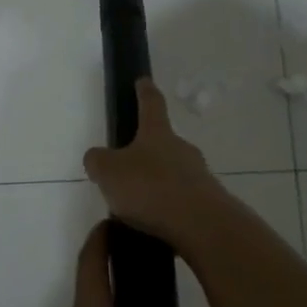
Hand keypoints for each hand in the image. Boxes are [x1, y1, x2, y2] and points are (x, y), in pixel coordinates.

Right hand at [82, 79, 227, 252]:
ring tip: (137, 206)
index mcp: (157, 134)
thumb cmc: (150, 188)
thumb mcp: (108, 172)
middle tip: (128, 168)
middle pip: (163, 142)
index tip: (143, 80)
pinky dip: (168, 206)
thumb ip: (98, 161)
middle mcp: (182, 148)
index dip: (144, 91)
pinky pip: (181, 199)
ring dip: (157, 182)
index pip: (151, 104)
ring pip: (173, 172)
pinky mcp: (208, 203)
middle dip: (148, 151)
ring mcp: (199, 175)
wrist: (201, 225)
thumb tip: (97, 157)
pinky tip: (155, 223)